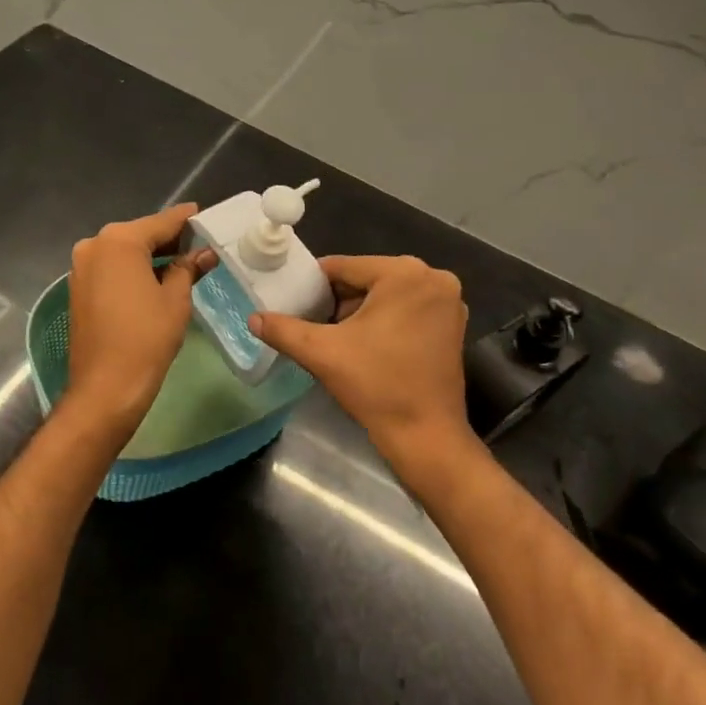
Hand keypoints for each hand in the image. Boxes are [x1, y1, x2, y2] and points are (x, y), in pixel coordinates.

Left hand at [66, 204, 216, 436]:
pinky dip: (133, 269)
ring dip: (150, 255)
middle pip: (140, 234)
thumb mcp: (176, 299)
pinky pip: (111, 268)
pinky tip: (156, 278)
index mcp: (119, 241)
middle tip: (199, 243)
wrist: (105, 388)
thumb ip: (188, 268)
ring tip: (183, 262)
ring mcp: (81, 266)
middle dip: (169, 239)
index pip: (162, 222)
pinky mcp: (78, 287)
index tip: (204, 214)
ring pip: (124, 251)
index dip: (186, 219)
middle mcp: (95, 245)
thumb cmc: (146, 338)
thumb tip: (204, 253)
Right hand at [251, 255, 472, 470]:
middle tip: (314, 324)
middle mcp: (432, 277)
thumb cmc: (377, 386)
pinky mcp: (452, 324)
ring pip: (386, 294)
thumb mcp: (322, 353)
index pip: (344, 268)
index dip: (315, 285)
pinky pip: (407, 309)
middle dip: (339, 300)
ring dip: (361, 312)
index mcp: (404, 273)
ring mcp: (448, 301)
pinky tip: (366, 346)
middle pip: (367, 279)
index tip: (295, 303)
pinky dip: (385, 320)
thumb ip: (284, 330)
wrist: (426, 437)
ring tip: (336, 338)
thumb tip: (253, 318)